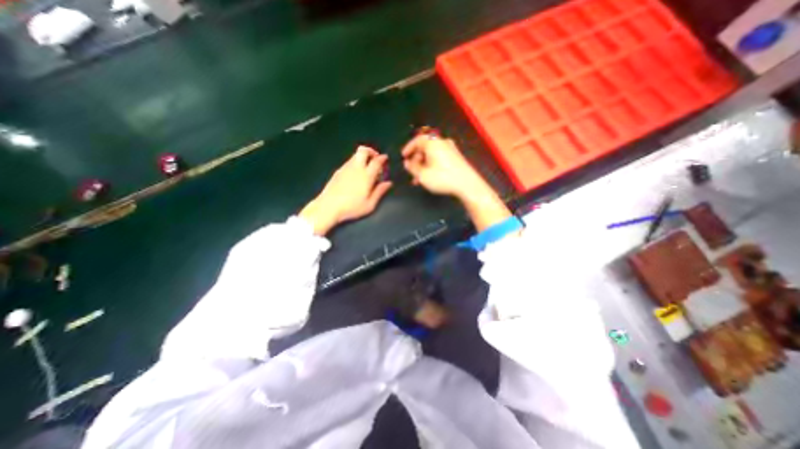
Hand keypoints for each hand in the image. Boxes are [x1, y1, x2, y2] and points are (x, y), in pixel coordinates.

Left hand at [299, 146, 392, 236]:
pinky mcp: (338, 172)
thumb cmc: (351, 208)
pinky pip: (349, 162)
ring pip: (355, 155)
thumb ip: (380, 192)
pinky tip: (356, 175)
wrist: (328, 207)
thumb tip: (388, 183)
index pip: (376, 161)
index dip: (382, 158)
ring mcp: (345, 168)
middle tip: (375, 159)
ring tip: (366, 168)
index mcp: (366, 176)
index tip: (385, 159)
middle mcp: (356, 168)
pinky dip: (355, 163)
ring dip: (363, 157)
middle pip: (363, 150)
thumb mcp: (370, 204)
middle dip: (371, 151)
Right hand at [403, 131, 490, 198]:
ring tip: (419, 179)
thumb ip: (412, 168)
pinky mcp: (456, 157)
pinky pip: (439, 157)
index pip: (417, 140)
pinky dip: (431, 164)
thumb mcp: (423, 175)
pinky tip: (429, 177)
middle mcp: (442, 142)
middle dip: (416, 159)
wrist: (467, 184)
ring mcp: (451, 149)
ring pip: (432, 154)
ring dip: (423, 164)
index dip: (408, 148)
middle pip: (425, 147)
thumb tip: (407, 163)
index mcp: (433, 143)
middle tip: (411, 171)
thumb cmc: (443, 178)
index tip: (403, 157)